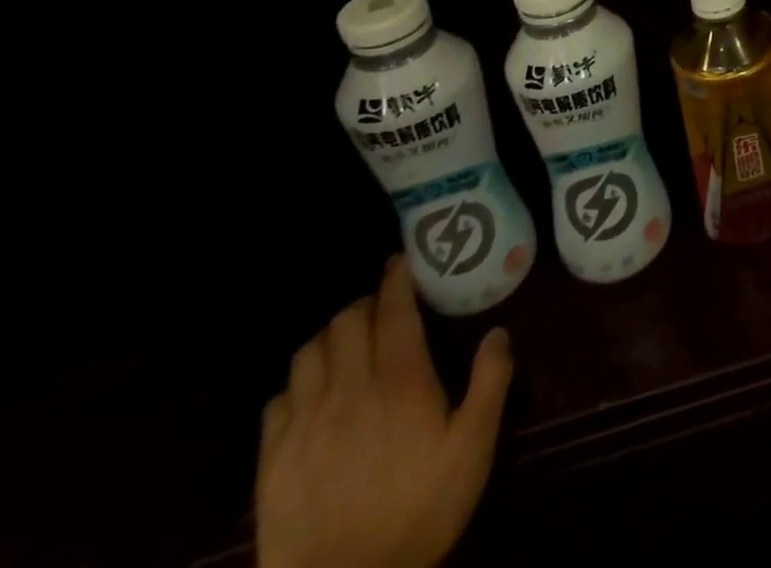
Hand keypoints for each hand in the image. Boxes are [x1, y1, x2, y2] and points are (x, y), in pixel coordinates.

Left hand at [256, 256, 513, 567]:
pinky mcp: (273, 462)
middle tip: (381, 307)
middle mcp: (349, 391)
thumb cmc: (420, 510)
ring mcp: (305, 426)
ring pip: (307, 355)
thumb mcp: (474, 446)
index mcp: (400, 382)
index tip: (400, 261)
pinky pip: (276, 402)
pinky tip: (311, 396)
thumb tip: (498, 331)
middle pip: (344, 324)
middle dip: (363, 304)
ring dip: (328, 338)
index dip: (396, 281)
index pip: (393, 313)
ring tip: (346, 344)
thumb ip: (490, 381)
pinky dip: (297, 384)